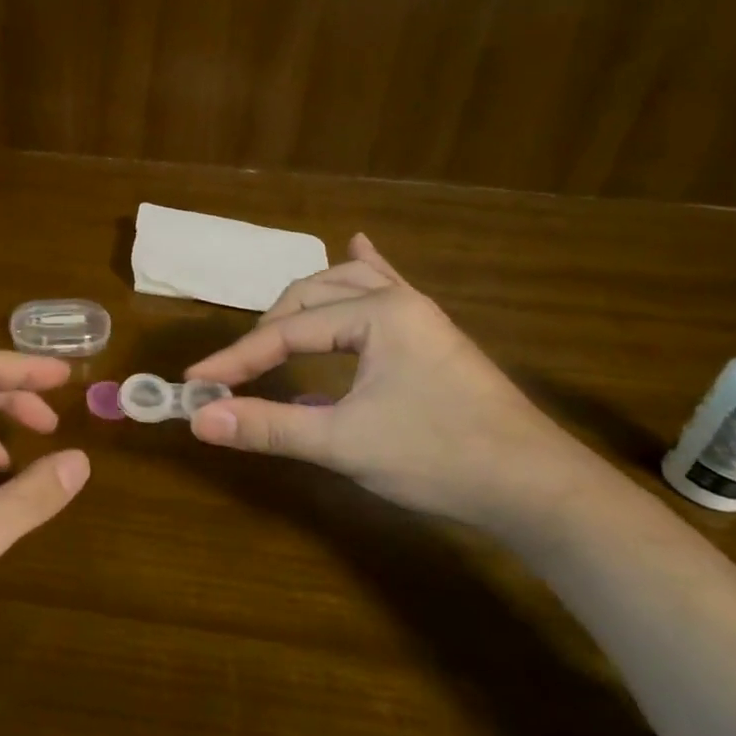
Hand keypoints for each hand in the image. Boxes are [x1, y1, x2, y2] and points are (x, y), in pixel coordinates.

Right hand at [184, 234, 583, 531]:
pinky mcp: (433, 337)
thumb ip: (268, 427)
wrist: (538, 490)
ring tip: (272, 326)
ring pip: (345, 290)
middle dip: (268, 331)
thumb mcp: (343, 444)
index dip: (238, 358)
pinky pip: (389, 289)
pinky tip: (357, 245)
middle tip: (238, 370)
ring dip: (302, 307)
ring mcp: (421, 316)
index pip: (287, 331)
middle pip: (310, 299)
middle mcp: (397, 301)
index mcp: (378, 314)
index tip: (198, 381)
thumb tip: (200, 418)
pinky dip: (362, 271)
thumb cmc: (439, 458)